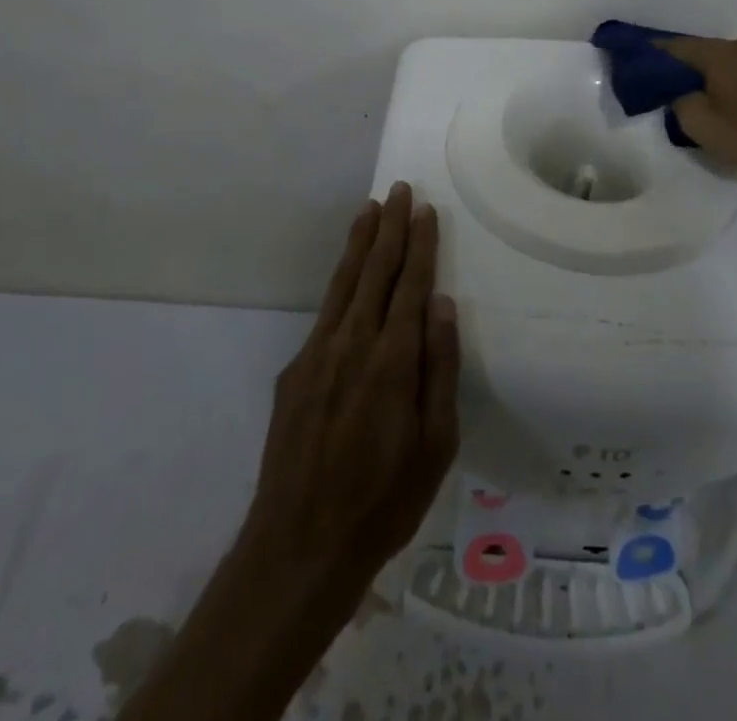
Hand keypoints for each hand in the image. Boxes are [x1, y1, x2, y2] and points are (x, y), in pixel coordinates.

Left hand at [239, 182, 459, 597]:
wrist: (299, 546)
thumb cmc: (384, 500)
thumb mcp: (435, 445)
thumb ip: (439, 369)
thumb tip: (442, 305)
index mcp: (392, 360)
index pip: (410, 285)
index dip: (419, 244)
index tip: (425, 210)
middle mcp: (352, 344)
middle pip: (374, 271)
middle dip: (389, 227)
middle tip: (398, 190)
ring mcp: (317, 354)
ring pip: (344, 283)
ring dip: (359, 243)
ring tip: (370, 209)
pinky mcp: (294, 372)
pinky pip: (324, 312)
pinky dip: (340, 281)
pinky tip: (347, 274)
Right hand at [662, 35, 736, 178]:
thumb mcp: (703, 127)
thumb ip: (681, 106)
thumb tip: (680, 95)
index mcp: (716, 55)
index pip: (675, 47)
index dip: (655, 55)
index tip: (641, 63)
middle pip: (708, 53)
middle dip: (693, 69)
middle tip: (682, 91)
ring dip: (727, 78)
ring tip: (724, 102)